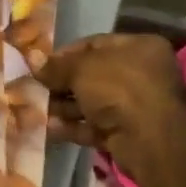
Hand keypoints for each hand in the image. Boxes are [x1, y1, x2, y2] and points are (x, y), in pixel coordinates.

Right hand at [34, 33, 185, 186]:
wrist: (152, 141)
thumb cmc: (119, 89)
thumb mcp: (81, 69)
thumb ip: (56, 66)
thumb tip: (33, 59)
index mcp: (139, 47)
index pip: (94, 44)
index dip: (65, 54)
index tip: (41, 66)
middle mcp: (143, 73)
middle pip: (92, 75)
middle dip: (62, 84)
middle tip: (36, 90)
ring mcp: (139, 105)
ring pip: (93, 102)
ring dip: (65, 108)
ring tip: (37, 111)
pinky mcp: (131, 133)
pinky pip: (97, 125)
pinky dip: (75, 127)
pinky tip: (50, 129)